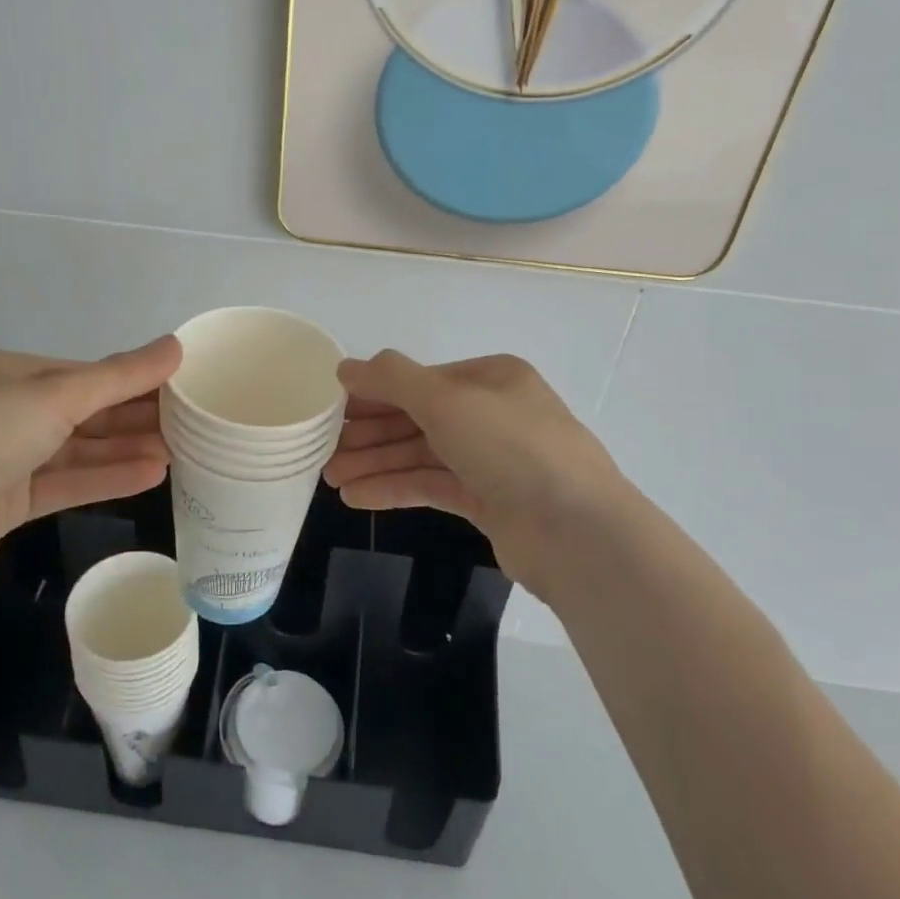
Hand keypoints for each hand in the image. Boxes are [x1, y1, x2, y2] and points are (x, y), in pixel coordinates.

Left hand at [0, 337, 181, 578]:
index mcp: (11, 372)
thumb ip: (121, 375)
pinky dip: (106, 478)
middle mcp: (8, 410)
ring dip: (126, 449)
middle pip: (85, 411)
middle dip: (135, 418)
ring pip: (79, 450)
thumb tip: (176, 345)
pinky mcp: (8, 500)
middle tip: (190, 424)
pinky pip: (67, 482)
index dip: (133, 380)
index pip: (85, 373)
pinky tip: (151, 476)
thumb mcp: (59, 394)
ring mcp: (6, 458)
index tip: (180, 387)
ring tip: (180, 453)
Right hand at [323, 351, 627, 600]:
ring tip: (331, 479)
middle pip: (418, 418)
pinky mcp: (489, 501)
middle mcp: (492, 414)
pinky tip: (358, 498)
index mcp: (491, 378)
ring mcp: (492, 460)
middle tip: (323, 450)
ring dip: (376, 464)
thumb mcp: (446, 400)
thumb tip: (346, 366)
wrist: (576, 532)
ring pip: (422, 455)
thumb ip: (392, 380)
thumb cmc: (510, 447)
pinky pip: (432, 486)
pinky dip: (396, 489)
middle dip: (370, 434)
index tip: (331, 410)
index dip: (374, 393)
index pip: (420, 381)